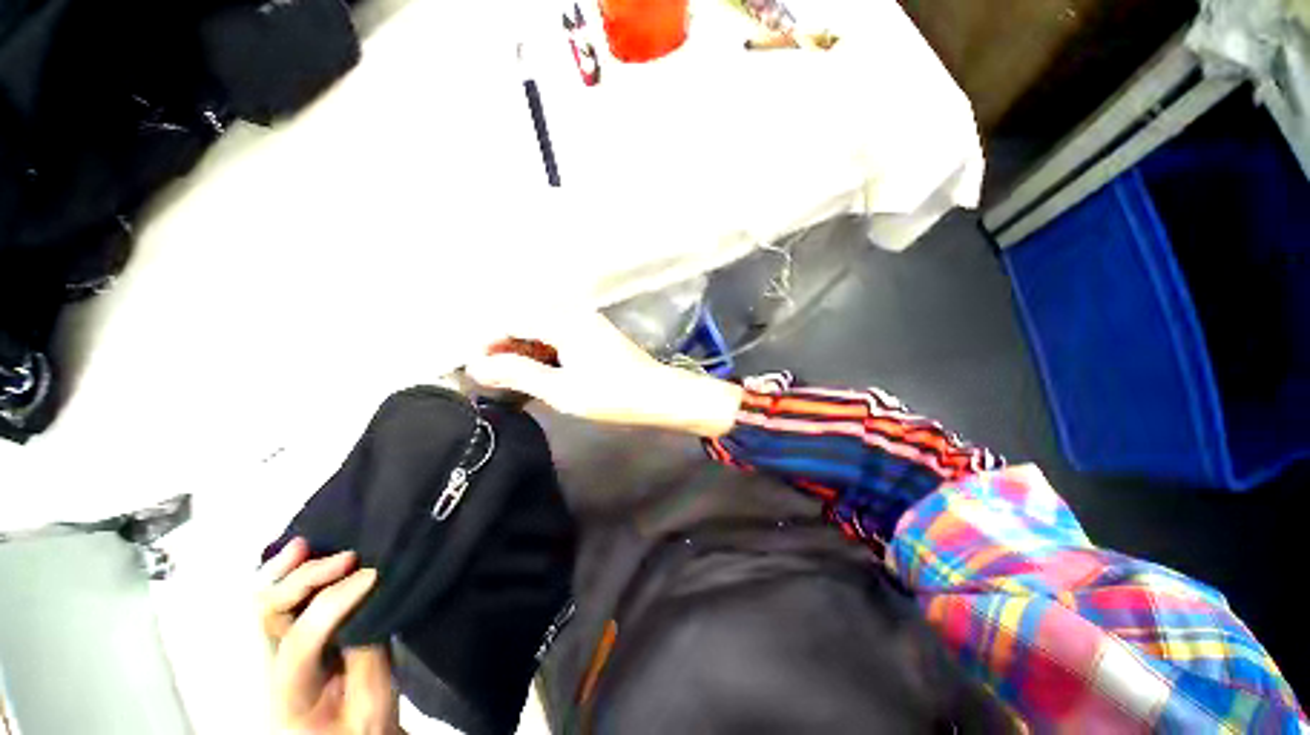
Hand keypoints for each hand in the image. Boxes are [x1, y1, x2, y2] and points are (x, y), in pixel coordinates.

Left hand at [258, 538, 398, 734]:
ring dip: (284, 572)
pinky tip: (298, 555)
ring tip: (307, 544)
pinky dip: (282, 577)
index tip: (374, 575)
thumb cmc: (362, 727)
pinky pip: (273, 605)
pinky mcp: (279, 645)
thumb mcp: (372, 700)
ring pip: (260, 606)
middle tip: (346, 558)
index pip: (301, 640)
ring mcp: (267, 657)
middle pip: (264, 618)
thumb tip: (372, 594)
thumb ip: (367, 651)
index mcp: (288, 696)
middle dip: (302, 581)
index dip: (336, 602)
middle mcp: (266, 672)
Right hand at [465, 310, 743, 436]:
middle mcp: (574, 314)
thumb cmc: (612, 395)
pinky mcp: (595, 335)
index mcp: (564, 322)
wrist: (659, 396)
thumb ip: (519, 374)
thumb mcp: (562, 390)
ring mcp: (587, 323)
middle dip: (505, 347)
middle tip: (491, 377)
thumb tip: (477, 365)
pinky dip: (544, 354)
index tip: (475, 370)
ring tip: (512, 379)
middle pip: (526, 322)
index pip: (512, 321)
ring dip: (524, 351)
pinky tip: (540, 373)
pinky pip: (559, 337)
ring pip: (542, 330)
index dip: (489, 343)